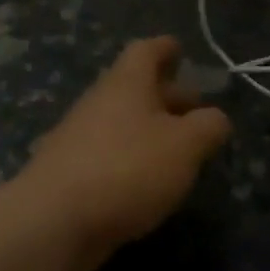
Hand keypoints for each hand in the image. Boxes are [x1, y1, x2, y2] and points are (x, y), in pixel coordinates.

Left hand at [17, 37, 231, 270]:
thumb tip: (215, 118)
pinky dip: (132, 158)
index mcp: (126, 84)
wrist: (54, 221)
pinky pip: (109, 153)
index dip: (165, 48)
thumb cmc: (128, 169)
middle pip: (135, 88)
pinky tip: (149, 181)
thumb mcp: (186, 145)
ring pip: (122, 123)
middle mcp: (99, 103)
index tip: (179, 49)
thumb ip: (208, 127)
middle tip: (195, 109)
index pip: (146, 51)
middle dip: (167, 95)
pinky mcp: (69, 173)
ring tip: (180, 151)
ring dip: (151, 130)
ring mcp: (79, 139)